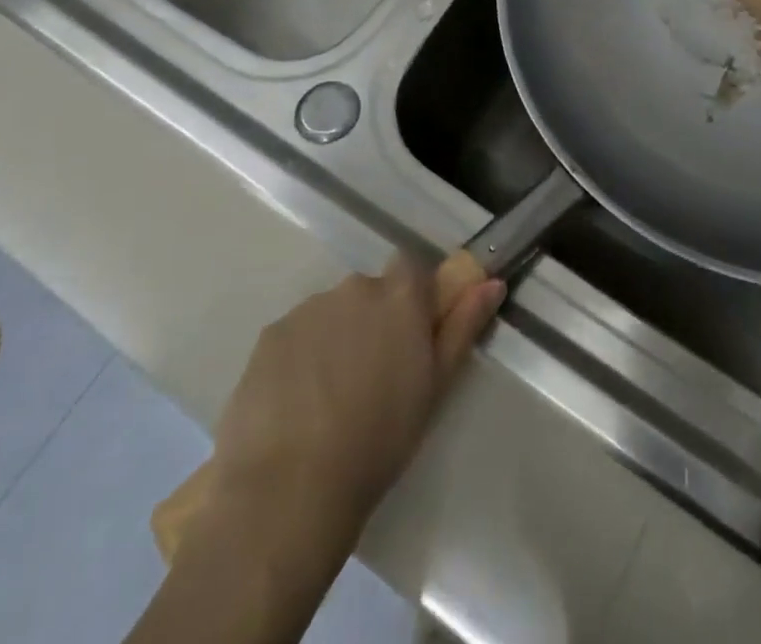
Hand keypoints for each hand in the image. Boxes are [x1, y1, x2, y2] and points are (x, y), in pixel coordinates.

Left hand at [206, 257, 504, 530]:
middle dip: (373, 322)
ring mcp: (307, 309)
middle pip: (370, 291)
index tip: (411, 336)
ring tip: (330, 400)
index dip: (412, 298)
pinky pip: (295, 337)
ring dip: (336, 339)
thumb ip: (463, 325)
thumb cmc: (379, 440)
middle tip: (372, 377)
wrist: (289, 491)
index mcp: (400, 295)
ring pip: (331, 314)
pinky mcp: (268, 337)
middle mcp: (355, 287)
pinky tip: (296, 407)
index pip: (411, 268)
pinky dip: (300, 359)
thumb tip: (492, 282)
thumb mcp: (435, 386)